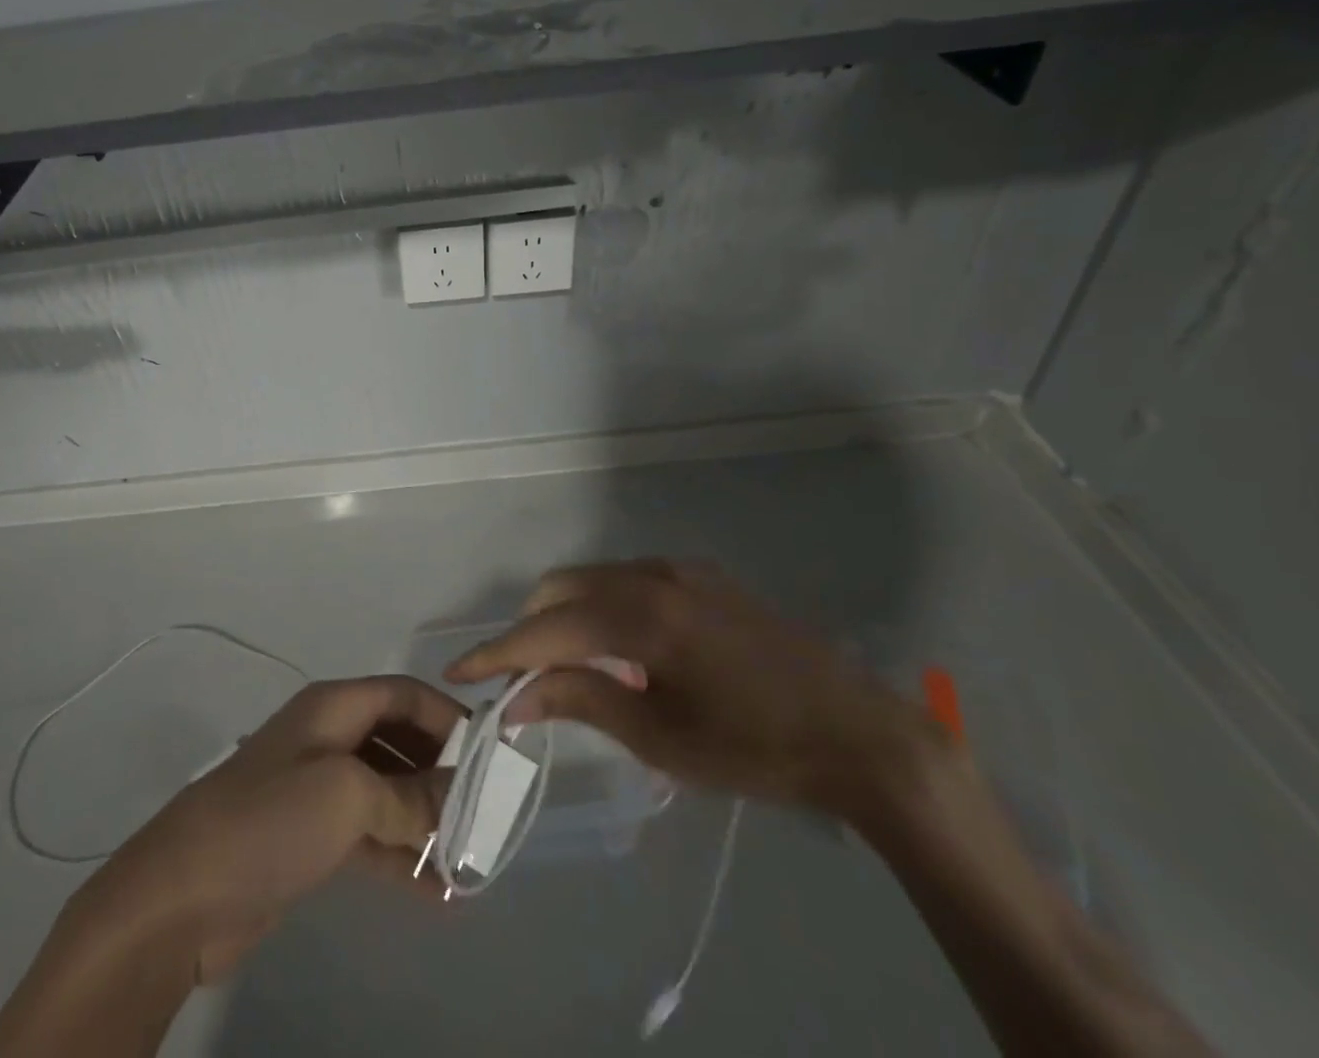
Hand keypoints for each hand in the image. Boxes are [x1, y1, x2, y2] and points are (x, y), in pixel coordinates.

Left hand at [81, 675, 461, 981]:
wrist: (183, 893)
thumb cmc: (270, 820)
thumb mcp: (347, 796)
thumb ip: (409, 796)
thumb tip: (458, 798)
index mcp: (333, 707)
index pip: (403, 694)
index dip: (447, 716)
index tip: (489, 753)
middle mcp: (328, 738)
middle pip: (399, 741)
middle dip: (441, 772)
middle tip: (484, 813)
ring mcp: (317, 789)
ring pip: (387, 792)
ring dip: (426, 820)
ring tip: (470, 858)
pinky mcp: (309, 837)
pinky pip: (369, 835)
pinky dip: (401, 854)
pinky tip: (437, 891)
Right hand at [446, 559, 927, 818]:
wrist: (861, 733)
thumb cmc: (756, 748)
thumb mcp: (661, 738)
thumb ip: (580, 700)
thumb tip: (516, 695)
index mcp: (641, 615)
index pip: (546, 629)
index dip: (498, 653)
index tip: (457, 673)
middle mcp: (652, 575)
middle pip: (561, 589)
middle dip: (530, 630)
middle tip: (523, 681)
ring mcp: (679, 570)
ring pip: (593, 580)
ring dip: (567, 617)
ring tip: (573, 671)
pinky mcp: (701, 577)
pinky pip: (628, 581)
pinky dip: (604, 609)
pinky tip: (625, 655)